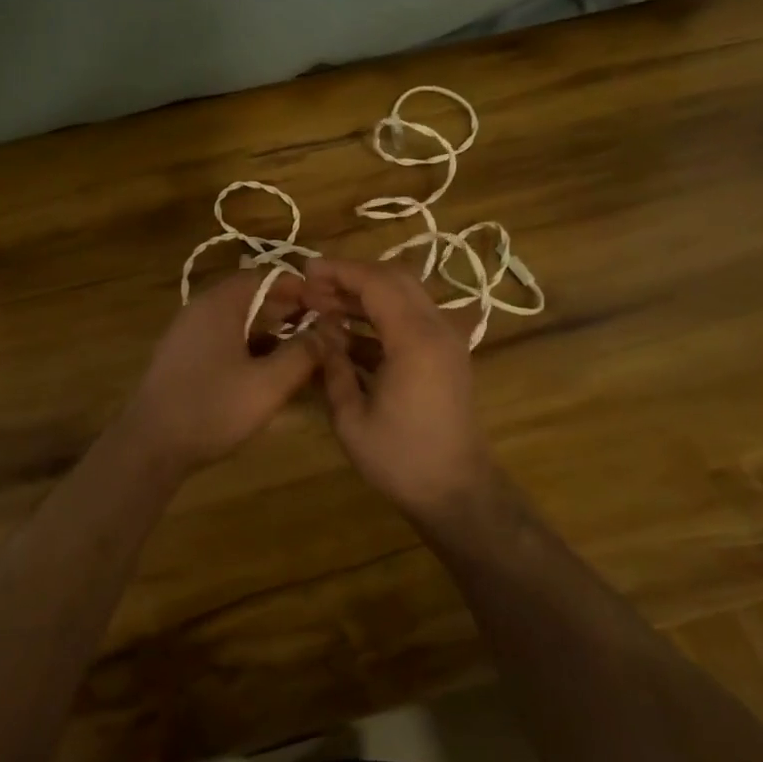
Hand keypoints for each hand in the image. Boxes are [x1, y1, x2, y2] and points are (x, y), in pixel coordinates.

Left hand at [121, 271, 319, 473]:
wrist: (150, 445)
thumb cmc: (212, 408)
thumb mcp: (268, 384)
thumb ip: (302, 354)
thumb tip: (329, 332)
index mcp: (220, 304)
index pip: (267, 277)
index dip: (301, 289)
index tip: (329, 308)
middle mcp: (201, 310)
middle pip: (252, 297)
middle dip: (288, 312)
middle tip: (322, 332)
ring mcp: (188, 334)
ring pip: (239, 322)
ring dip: (271, 333)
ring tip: (303, 355)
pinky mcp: (184, 358)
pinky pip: (224, 341)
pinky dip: (250, 349)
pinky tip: (270, 374)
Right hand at [302, 257, 497, 519]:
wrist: (457, 492)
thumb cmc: (400, 458)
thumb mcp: (351, 417)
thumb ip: (333, 365)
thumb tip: (319, 330)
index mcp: (415, 340)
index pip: (376, 282)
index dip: (339, 271)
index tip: (306, 269)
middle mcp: (437, 330)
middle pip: (395, 279)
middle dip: (352, 276)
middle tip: (313, 287)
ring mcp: (446, 341)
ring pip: (405, 295)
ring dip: (366, 295)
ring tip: (324, 305)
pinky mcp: (446, 355)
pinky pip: (412, 318)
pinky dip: (381, 316)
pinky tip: (347, 334)